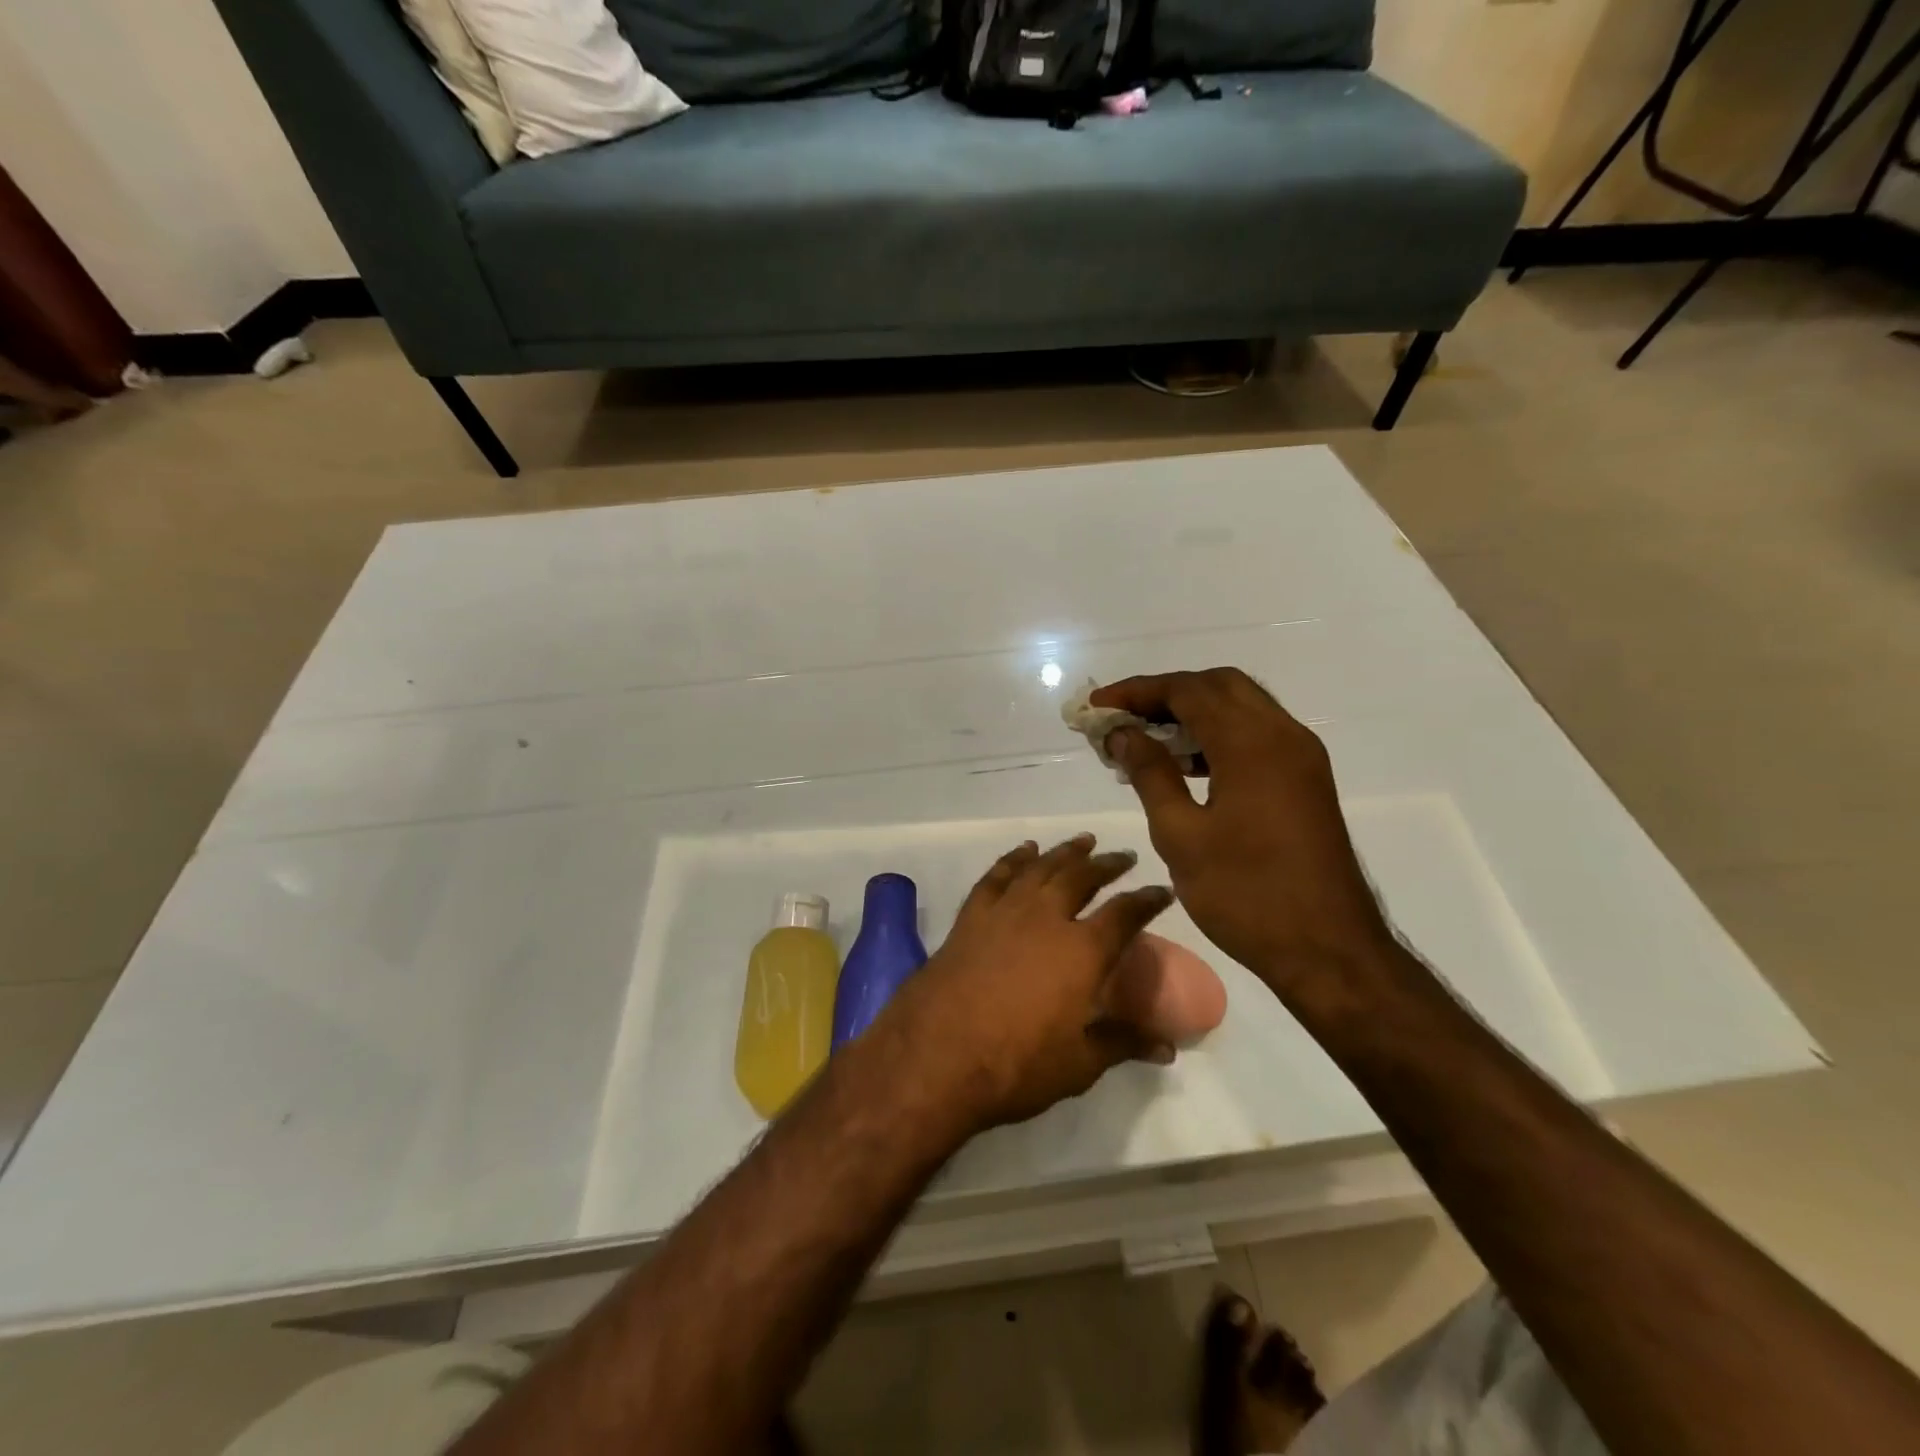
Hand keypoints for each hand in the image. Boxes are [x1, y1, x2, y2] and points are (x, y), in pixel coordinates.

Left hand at [879, 835, 1174, 1132]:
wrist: (935, 1055)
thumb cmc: (1016, 1065)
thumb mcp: (1079, 1065)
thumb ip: (1122, 1044)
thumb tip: (1167, 1047)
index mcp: (1082, 951)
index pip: (1125, 914)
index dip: (1147, 900)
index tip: (1162, 890)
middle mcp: (1046, 919)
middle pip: (1082, 878)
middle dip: (1107, 865)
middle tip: (1123, 856)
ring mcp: (1005, 912)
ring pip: (1041, 868)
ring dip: (1065, 852)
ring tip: (1083, 841)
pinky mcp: (971, 917)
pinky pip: (996, 877)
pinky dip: (1013, 859)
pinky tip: (1023, 851)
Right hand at [1092, 669, 1396, 996]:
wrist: (1329, 951)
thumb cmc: (1246, 894)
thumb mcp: (1181, 835)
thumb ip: (1151, 774)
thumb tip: (1123, 734)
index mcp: (1252, 744)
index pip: (1187, 690)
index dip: (1137, 691)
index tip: (1097, 706)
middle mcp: (1283, 735)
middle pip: (1218, 685)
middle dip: (1166, 693)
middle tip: (1123, 718)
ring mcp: (1300, 757)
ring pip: (1241, 707)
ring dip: (1193, 711)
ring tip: (1146, 739)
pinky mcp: (1305, 780)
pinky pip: (1256, 735)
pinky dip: (1218, 734)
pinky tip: (1186, 765)